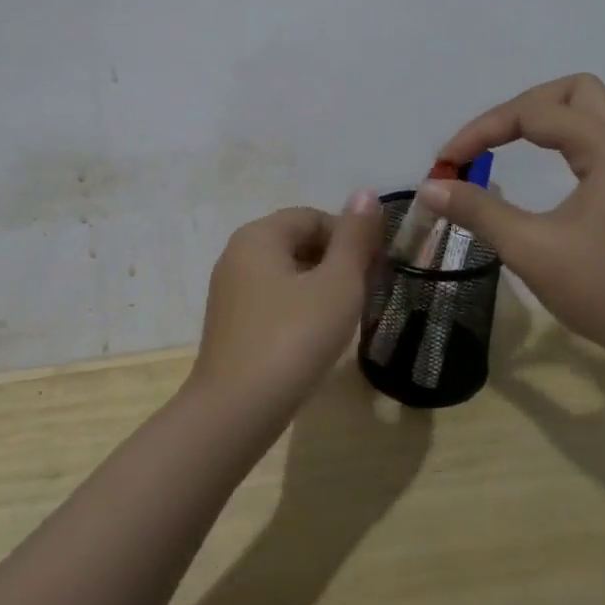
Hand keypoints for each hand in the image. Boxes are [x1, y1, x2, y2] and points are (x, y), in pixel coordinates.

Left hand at [189, 193, 386, 426]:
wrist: (236, 411)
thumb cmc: (293, 339)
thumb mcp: (337, 285)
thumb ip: (354, 238)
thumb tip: (366, 193)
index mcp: (259, 235)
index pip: (314, 217)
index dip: (350, 238)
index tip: (375, 270)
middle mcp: (237, 253)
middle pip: (298, 241)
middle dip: (335, 262)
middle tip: (363, 295)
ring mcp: (229, 289)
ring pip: (286, 272)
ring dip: (319, 287)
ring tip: (343, 319)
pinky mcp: (229, 322)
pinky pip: (272, 299)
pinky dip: (297, 308)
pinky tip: (313, 338)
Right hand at [421, 74, 604, 376]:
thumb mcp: (532, 250)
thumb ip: (479, 212)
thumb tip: (430, 187)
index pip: (532, 113)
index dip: (481, 131)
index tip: (446, 162)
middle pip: (575, 91)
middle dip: (523, 106)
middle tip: (490, 141)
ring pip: (599, 109)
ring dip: (555, 114)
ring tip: (521, 141)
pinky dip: (574, 136)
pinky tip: (557, 165)